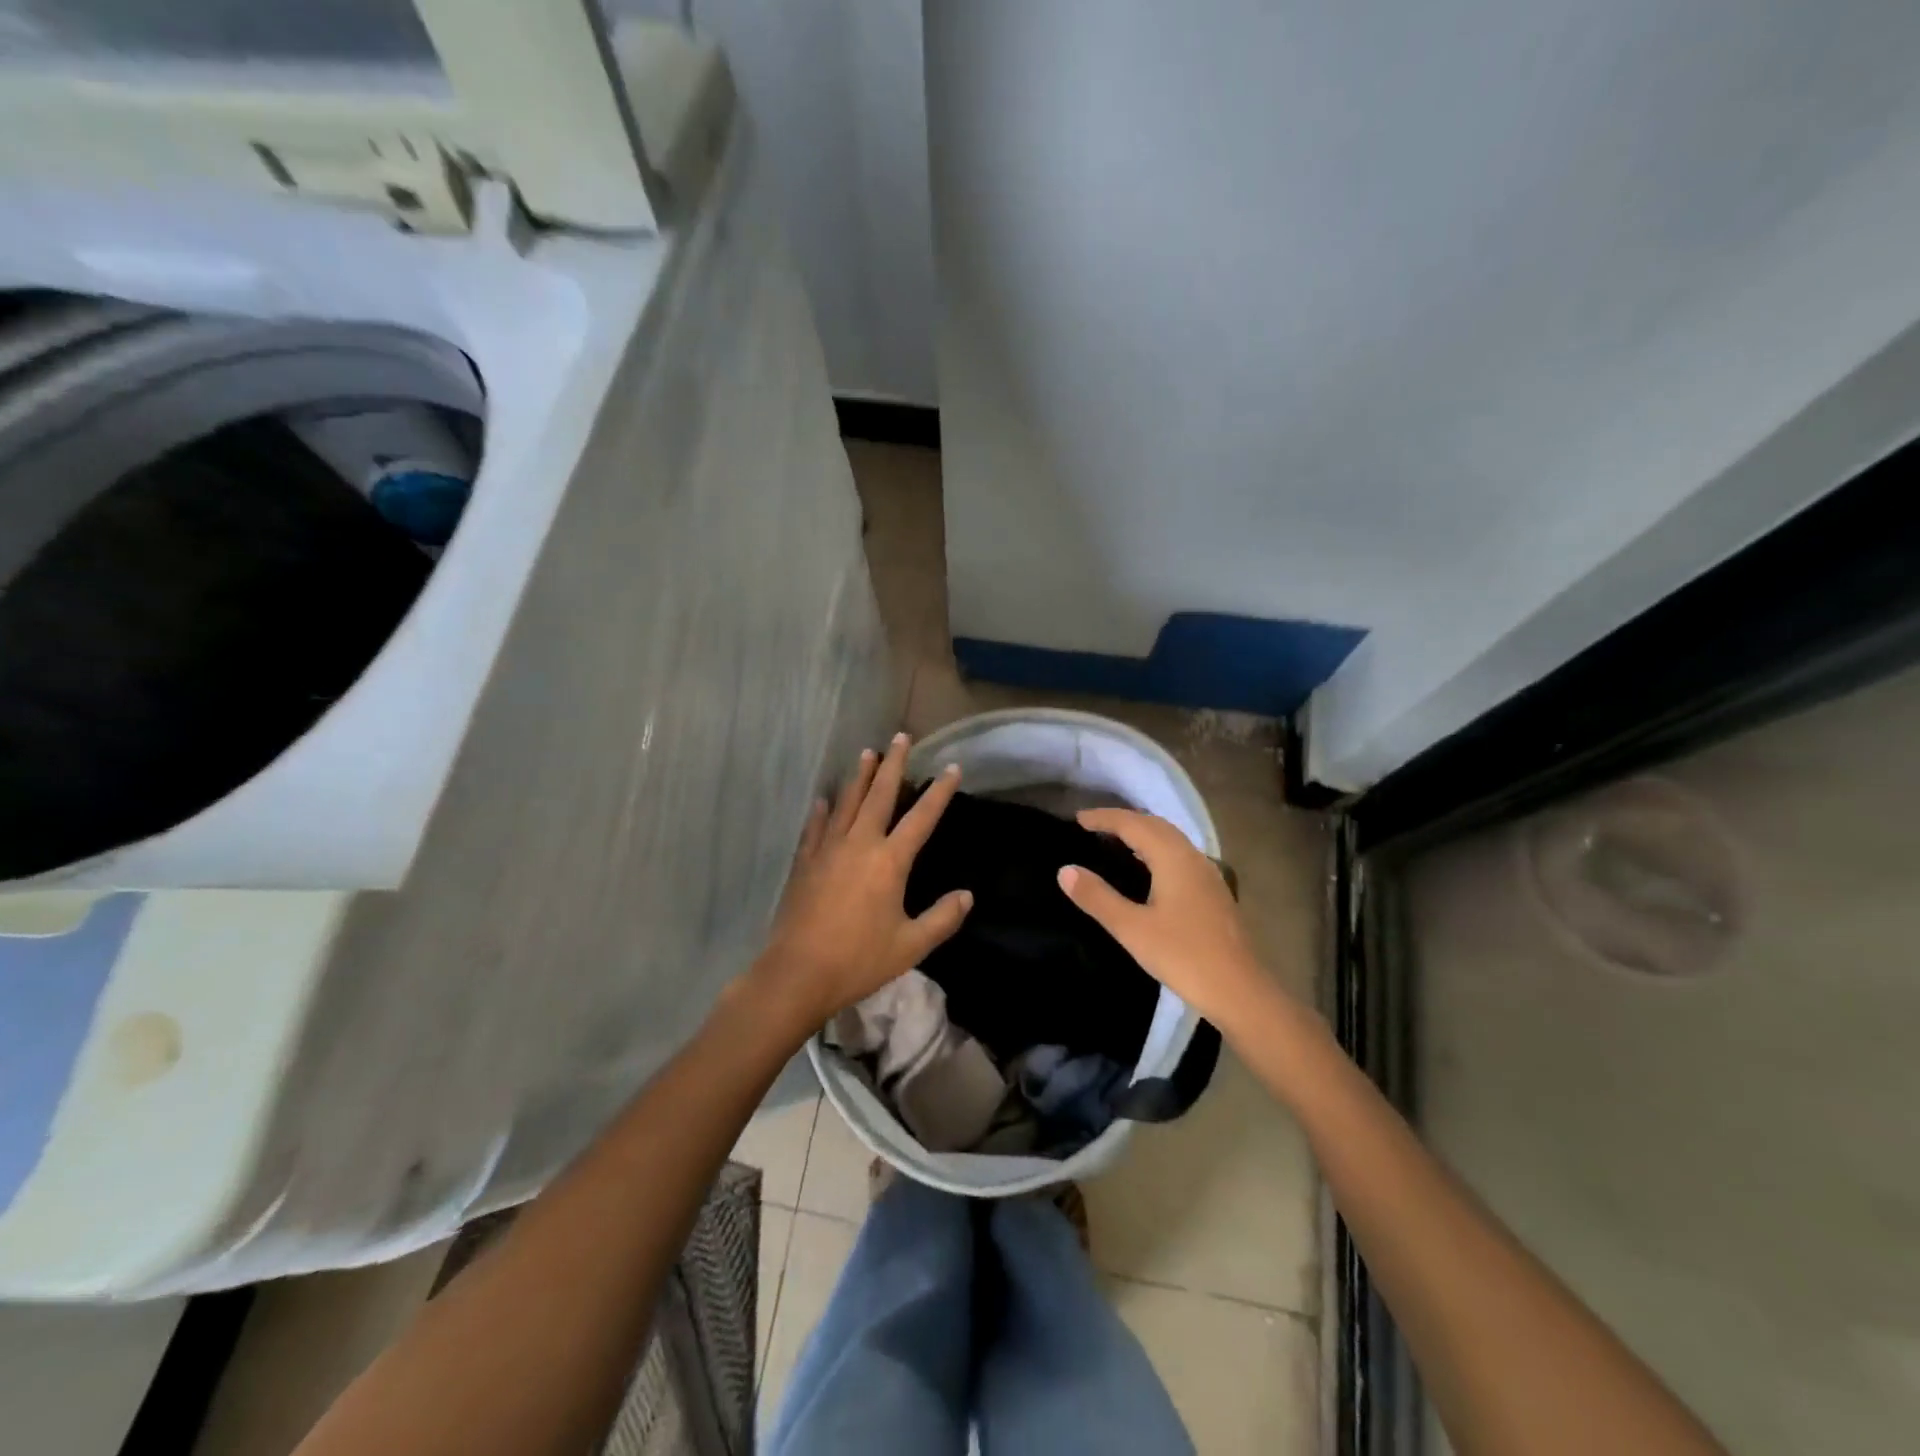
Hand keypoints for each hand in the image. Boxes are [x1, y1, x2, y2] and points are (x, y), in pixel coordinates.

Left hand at [749, 733, 972, 1032]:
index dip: (939, 792)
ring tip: (868, 754)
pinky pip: (816, 827)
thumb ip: (942, 918)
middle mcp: (859, 844)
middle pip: (879, 795)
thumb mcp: (910, 945)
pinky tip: (823, 799)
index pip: (922, 818)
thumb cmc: (859, 959)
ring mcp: (828, 850)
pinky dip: (822, 811)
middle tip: (900, 737)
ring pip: (847, 803)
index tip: (952, 767)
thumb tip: (967, 896)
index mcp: (890, 861)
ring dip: (859, 777)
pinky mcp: (805, 863)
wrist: (798, 972)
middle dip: (893, 765)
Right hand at [1058, 809, 1275, 1031]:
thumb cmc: (1183, 956)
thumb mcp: (1132, 929)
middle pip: (1155, 825)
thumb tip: (1065, 870)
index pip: (1133, 824)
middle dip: (1123, 820)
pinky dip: (1156, 849)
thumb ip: (1097, 897)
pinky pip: (1179, 855)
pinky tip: (1146, 870)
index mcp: (1173, 858)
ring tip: (1114, 842)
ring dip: (1141, 833)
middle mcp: (1192, 857)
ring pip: (1170, 839)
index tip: (1077, 819)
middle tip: (1092, 827)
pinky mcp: (1212, 892)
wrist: (1239, 991)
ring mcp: (1207, 874)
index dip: (1105, 818)